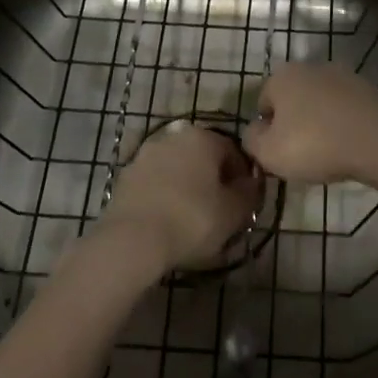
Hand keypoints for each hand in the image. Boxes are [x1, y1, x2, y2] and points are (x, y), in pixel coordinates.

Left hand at [102, 122, 260, 271]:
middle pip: (203, 157)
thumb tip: (252, 183)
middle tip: (218, 211)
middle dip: (212, 180)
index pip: (233, 151)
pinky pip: (154, 183)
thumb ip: (249, 193)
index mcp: (203, 137)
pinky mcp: (125, 176)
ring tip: (190, 220)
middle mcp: (173, 136)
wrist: (131, 240)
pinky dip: (164, 196)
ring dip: (186, 186)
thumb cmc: (191, 221)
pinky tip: (166, 221)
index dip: (242, 178)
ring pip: (177, 169)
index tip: (243, 203)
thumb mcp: (234, 212)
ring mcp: (145, 154)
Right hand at [242, 62, 377, 187]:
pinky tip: (348, 145)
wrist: (377, 140)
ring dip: (319, 123)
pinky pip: (344, 109)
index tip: (278, 153)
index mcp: (282, 76)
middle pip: (292, 99)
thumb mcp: (268, 153)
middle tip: (300, 154)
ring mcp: (342, 74)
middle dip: (293, 124)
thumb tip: (254, 132)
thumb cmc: (315, 144)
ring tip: (327, 153)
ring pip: (319, 103)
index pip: (262, 103)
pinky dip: (342, 123)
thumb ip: (251, 140)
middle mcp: (310, 66)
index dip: (266, 131)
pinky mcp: (366, 88)